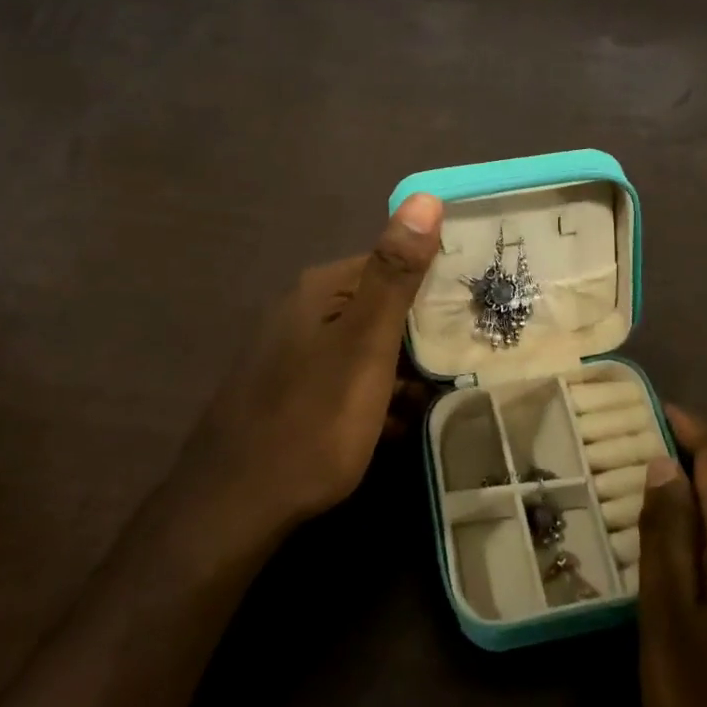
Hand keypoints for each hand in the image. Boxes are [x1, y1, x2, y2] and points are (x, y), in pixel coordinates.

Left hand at [181, 193, 443, 531]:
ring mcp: (291, 356)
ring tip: (437, 400)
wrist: (232, 508)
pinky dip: (373, 400)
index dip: (435, 284)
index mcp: (321, 290)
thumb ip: (395, 274)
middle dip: (421, 335)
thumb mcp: (365, 344)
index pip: (391, 263)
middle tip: (463, 362)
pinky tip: (394, 428)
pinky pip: (344, 384)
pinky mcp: (288, 395)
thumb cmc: (311, 419)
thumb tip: (425, 197)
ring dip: (401, 372)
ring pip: (365, 350)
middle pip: (379, 308)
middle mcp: (302, 312)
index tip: (474, 312)